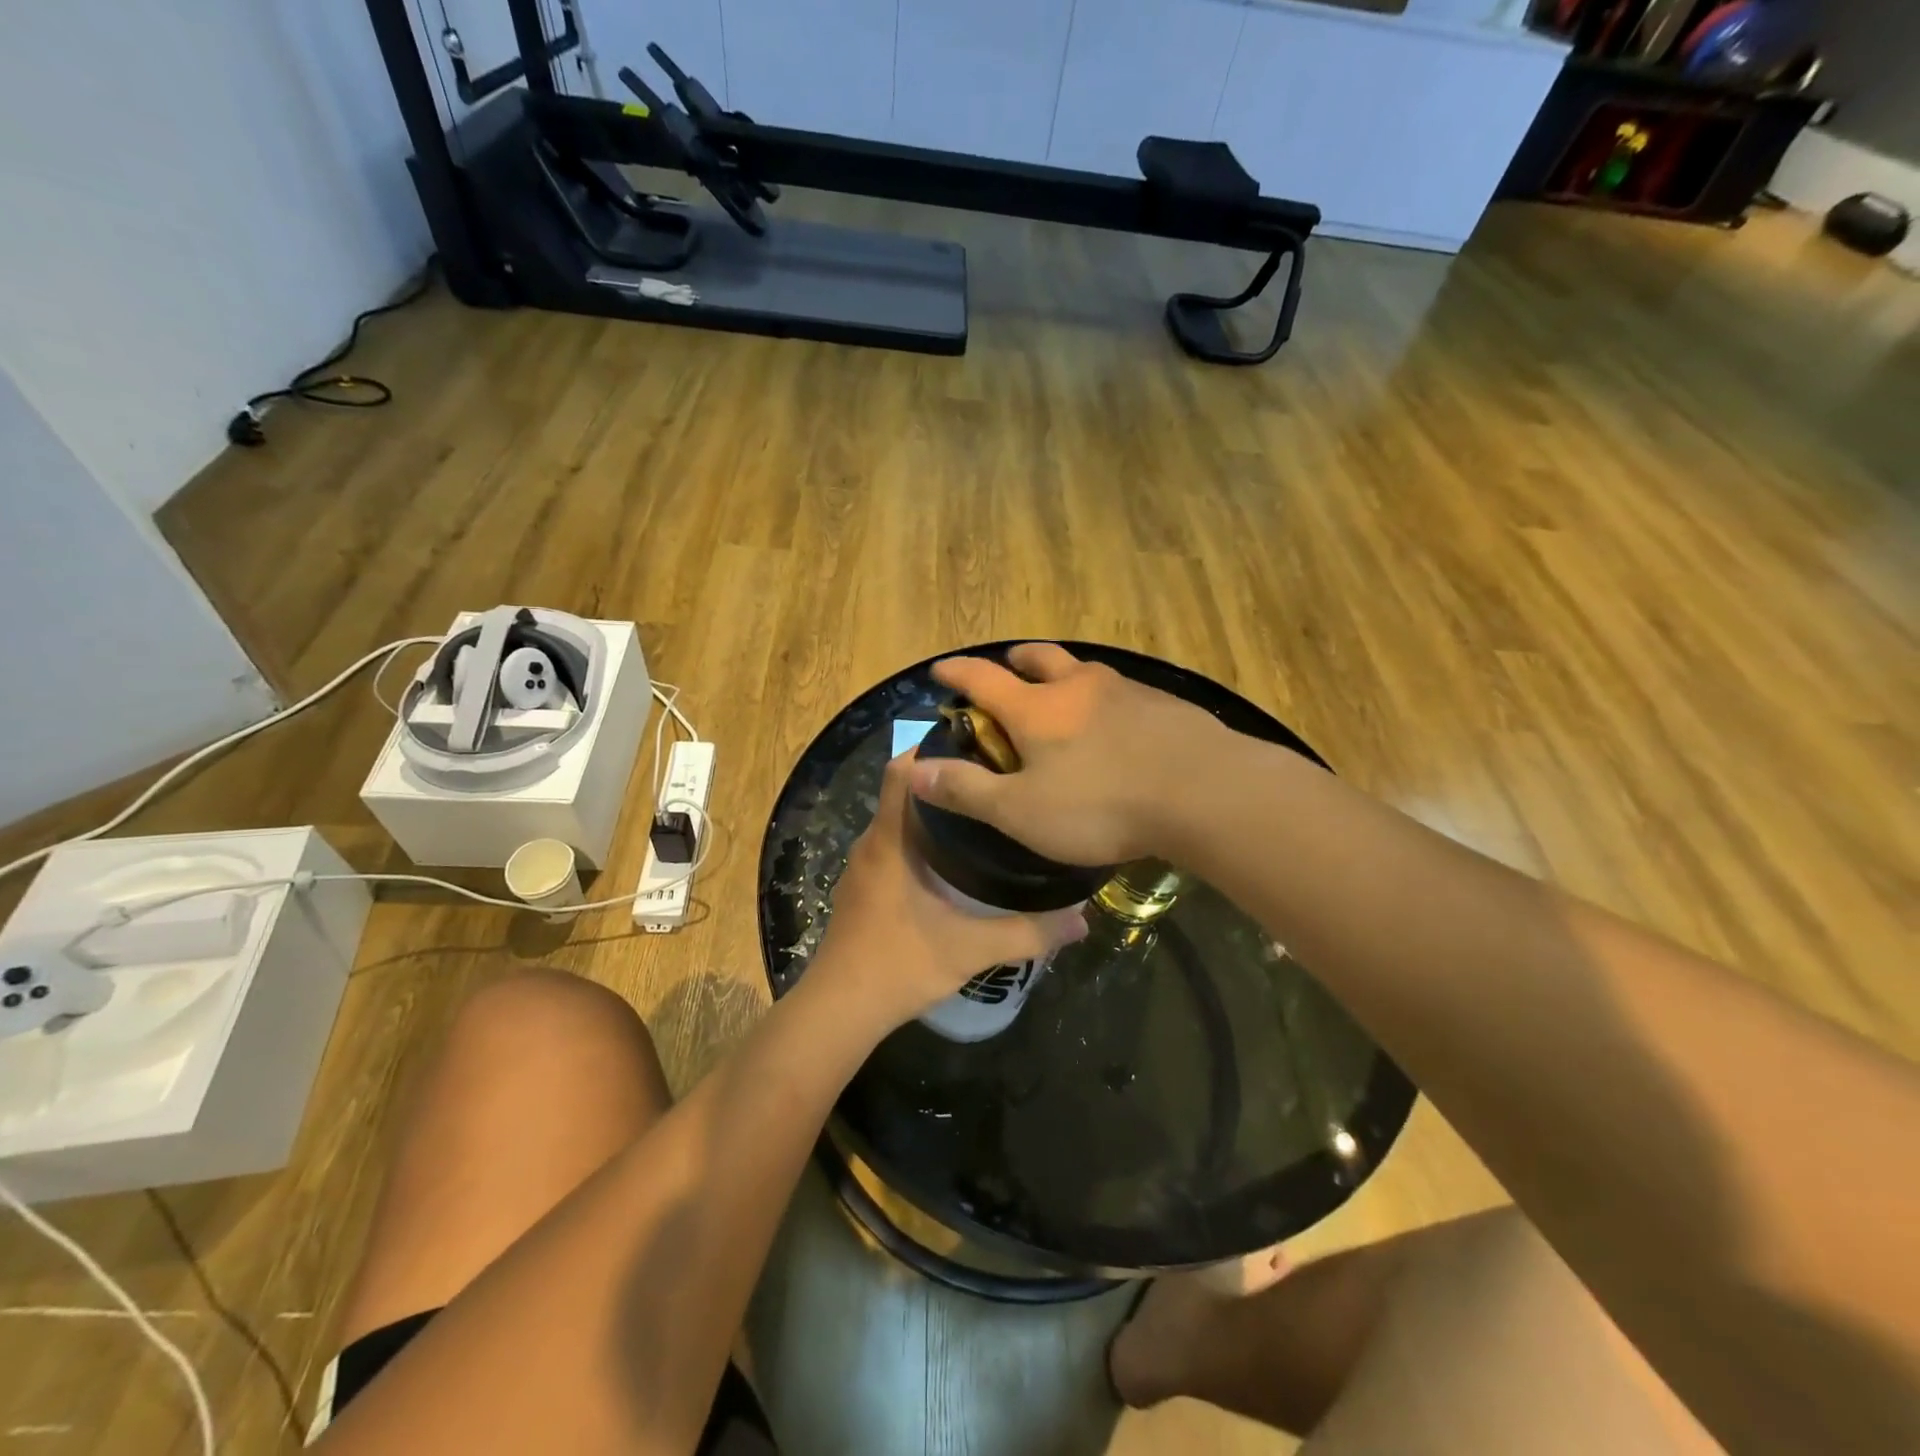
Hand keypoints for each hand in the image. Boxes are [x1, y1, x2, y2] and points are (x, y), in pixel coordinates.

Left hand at [812, 749, 1087, 1028]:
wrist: (838, 1011)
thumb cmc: (898, 965)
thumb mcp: (971, 949)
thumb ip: (1028, 933)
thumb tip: (1082, 921)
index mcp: (890, 841)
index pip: (901, 771)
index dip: (932, 750)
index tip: (976, 746)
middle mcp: (872, 844)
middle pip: (905, 793)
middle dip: (946, 783)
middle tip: (995, 782)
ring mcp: (863, 868)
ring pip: (899, 824)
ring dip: (934, 816)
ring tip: (983, 818)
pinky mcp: (862, 891)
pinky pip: (893, 849)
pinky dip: (920, 844)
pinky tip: (953, 865)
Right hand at [907, 643, 1222, 865]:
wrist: (1203, 793)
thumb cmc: (1100, 805)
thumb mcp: (1021, 811)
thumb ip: (966, 790)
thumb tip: (914, 770)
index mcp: (1036, 708)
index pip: (982, 679)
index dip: (956, 672)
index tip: (939, 669)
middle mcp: (1078, 686)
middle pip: (1039, 658)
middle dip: (1015, 661)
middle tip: (1007, 668)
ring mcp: (1125, 691)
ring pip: (1083, 670)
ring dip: (1063, 674)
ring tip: (1061, 693)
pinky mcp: (1163, 705)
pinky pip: (1120, 691)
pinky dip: (1101, 697)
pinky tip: (1114, 723)